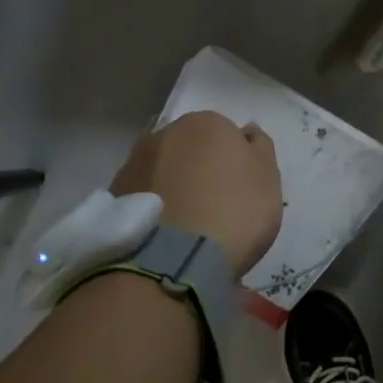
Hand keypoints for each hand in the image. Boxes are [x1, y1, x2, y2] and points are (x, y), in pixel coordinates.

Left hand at [110, 112, 282, 274]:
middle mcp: (166, 132)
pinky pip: (144, 195)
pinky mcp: (113, 194)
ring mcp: (134, 162)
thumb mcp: (268, 179)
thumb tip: (246, 131)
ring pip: (164, 170)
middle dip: (201, 170)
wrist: (174, 259)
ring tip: (188, 226)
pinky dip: (155, 207)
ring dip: (175, 187)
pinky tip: (165, 233)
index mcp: (208, 123)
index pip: (227, 135)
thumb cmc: (234, 212)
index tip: (240, 191)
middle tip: (215, 207)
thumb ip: (261, 148)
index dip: (236, 163)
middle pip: (192, 149)